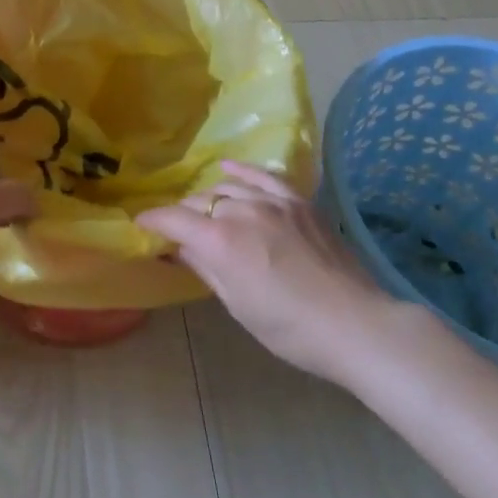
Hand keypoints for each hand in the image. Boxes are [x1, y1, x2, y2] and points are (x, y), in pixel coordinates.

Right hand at [138, 161, 388, 382]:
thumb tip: (178, 247)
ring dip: (210, 200)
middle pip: (199, 202)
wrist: (355, 324)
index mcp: (220, 240)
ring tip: (205, 212)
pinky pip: (263, 176)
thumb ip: (204, 267)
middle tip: (178, 233)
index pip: (173, 219)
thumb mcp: (237, 304)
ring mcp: (273, 201)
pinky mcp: (298, 201)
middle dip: (183, 216)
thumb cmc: (289, 328)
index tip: (142, 226)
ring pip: (227, 190)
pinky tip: (228, 169)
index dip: (153, 222)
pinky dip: (242, 172)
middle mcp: (241, 210)